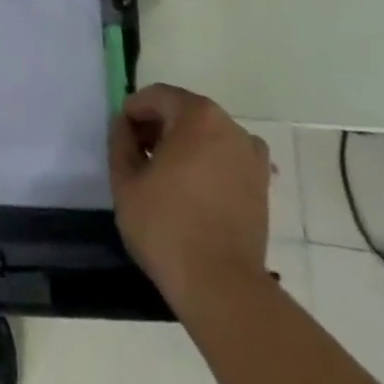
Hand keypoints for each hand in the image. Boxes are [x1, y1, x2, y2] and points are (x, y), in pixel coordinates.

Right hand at [109, 83, 271, 313]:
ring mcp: (250, 155)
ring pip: (207, 135)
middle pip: (184, 112)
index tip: (121, 138)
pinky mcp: (262, 185)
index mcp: (197, 115)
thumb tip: (124, 124)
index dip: (133, 112)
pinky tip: (196, 190)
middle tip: (139, 157)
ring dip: (184, 145)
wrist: (222, 287)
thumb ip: (120, 142)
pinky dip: (210, 164)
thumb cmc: (167, 227)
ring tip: (166, 177)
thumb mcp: (125, 181)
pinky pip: (228, 159)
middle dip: (158, 127)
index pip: (157, 97)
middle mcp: (229, 125)